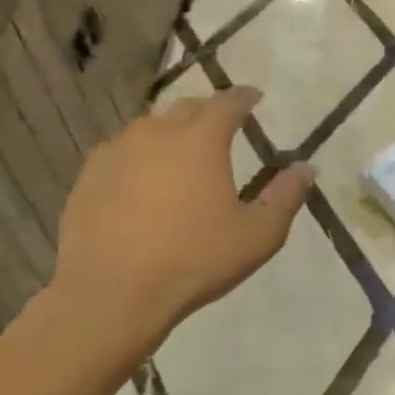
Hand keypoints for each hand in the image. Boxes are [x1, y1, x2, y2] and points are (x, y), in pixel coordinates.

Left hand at [50, 87, 310, 362]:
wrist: (108, 297)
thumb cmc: (193, 260)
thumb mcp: (258, 235)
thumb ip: (286, 196)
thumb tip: (306, 168)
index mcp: (201, 138)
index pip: (229, 102)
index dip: (245, 97)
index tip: (255, 99)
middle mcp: (157, 132)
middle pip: (187, 108)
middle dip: (208, 113)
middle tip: (222, 129)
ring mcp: (116, 152)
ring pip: (150, 128)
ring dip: (170, 134)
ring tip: (181, 156)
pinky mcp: (88, 177)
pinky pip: (120, 153)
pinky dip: (138, 158)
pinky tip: (142, 183)